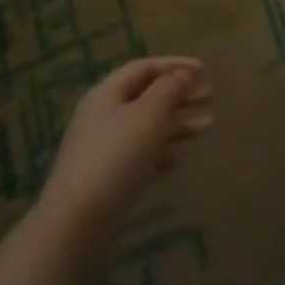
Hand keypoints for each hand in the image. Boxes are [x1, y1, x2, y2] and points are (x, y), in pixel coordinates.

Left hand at [33, 58, 212, 252]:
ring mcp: (102, 146)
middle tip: (209, 97)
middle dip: (180, 94)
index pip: (144, 67)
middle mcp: (103, 114)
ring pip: (146, 124)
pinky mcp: (105, 174)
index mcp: (107, 93)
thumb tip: (183, 74)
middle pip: (147, 95)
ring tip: (207, 127)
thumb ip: (169, 89)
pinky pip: (138, 152)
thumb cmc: (116, 156)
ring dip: (177, 122)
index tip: (203, 69)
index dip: (174, 64)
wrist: (76, 220)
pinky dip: (160, 151)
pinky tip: (174, 161)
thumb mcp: (149, 115)